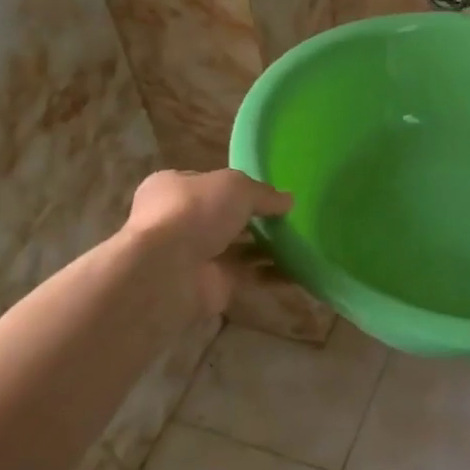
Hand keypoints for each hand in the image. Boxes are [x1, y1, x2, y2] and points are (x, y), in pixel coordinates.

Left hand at [124, 169, 292, 313]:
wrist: (168, 272)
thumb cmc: (194, 212)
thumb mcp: (237, 186)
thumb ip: (264, 193)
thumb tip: (287, 201)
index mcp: (173, 188)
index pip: (208, 183)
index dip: (237, 186)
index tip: (267, 191)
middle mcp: (179, 222)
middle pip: (224, 218)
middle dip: (255, 220)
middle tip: (289, 217)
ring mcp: (193, 256)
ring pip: (238, 248)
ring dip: (267, 247)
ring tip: (301, 241)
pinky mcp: (210, 285)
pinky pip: (248, 276)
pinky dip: (271, 274)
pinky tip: (298, 269)